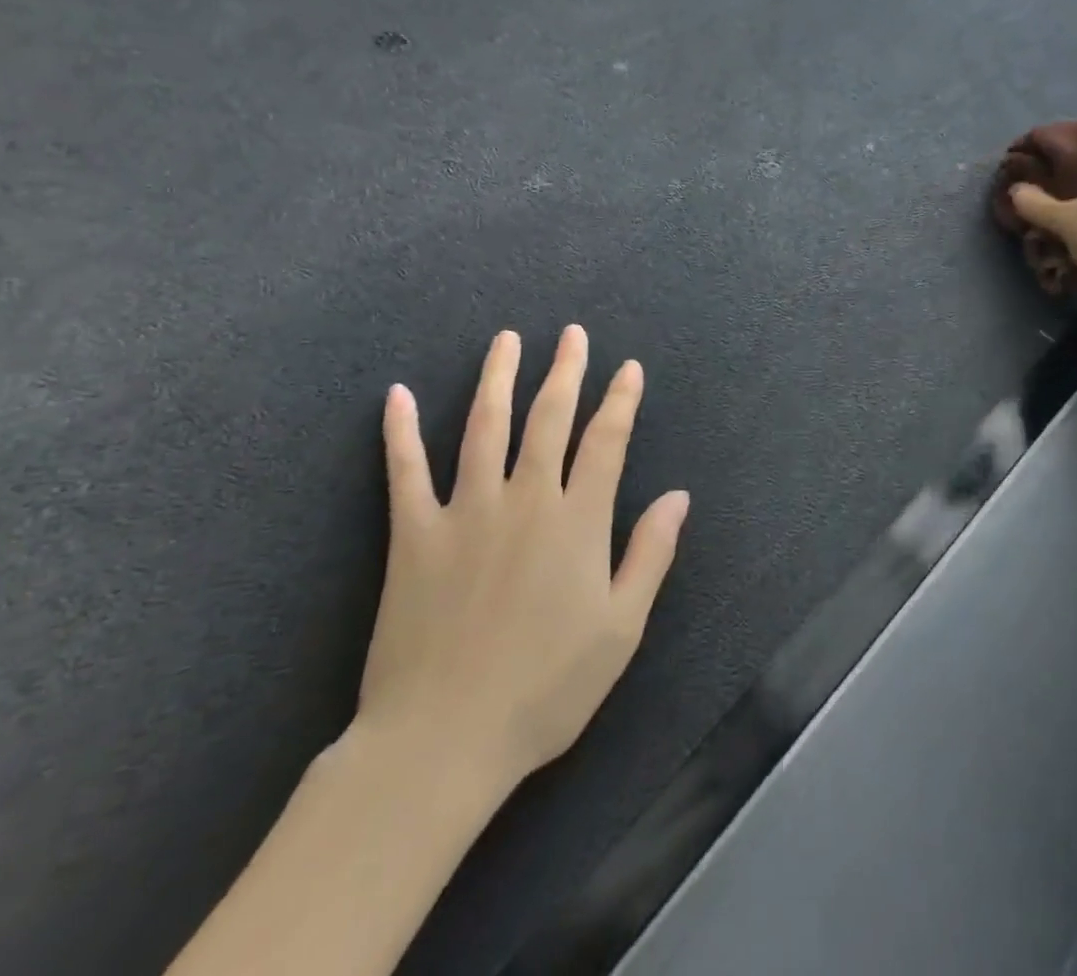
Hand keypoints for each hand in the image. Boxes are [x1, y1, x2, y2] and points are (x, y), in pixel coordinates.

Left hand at [352, 325, 688, 800]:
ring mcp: (465, 511)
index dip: (621, 401)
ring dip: (498, 378)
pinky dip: (402, 430)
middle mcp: (524, 499)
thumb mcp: (620, 629)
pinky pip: (406, 471)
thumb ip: (650, 554)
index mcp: (577, 521)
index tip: (628, 368)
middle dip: (565, 370)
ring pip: (484, 426)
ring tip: (507, 340)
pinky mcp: (413, 535)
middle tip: (572, 335)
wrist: (443, 740)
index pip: (606, 441)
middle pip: (548, 418)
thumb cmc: (545, 689)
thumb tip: (678, 495)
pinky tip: (398, 394)